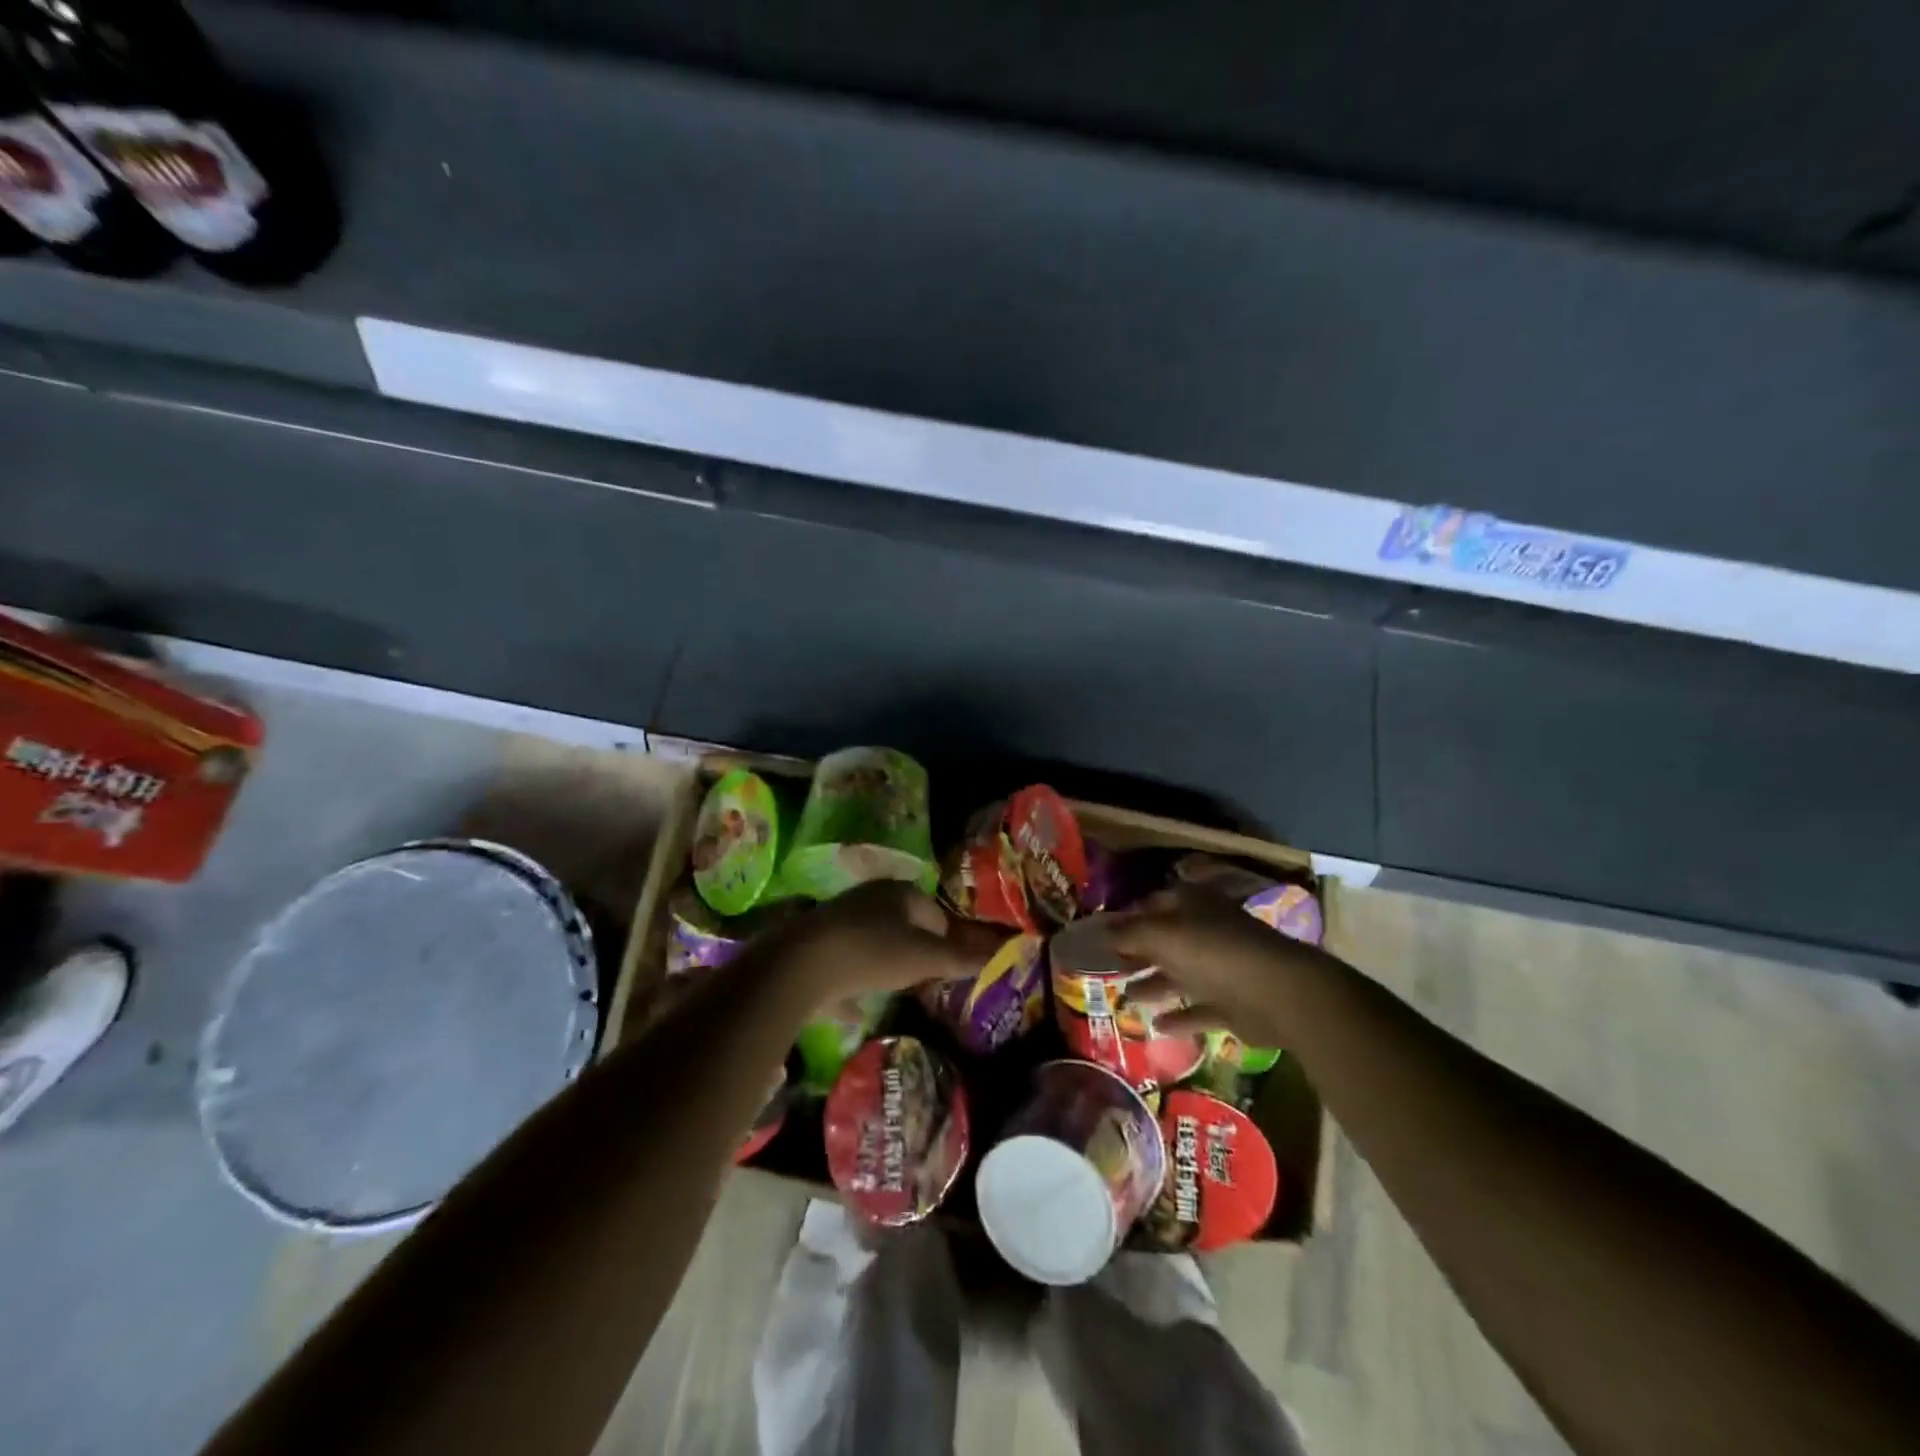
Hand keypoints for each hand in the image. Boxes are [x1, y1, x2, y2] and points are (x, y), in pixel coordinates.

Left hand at [776, 880, 1001, 1004]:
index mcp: (900, 893)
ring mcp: (840, 918)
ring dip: (886, 962)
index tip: (952, 968)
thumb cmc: (872, 952)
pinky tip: (855, 1007)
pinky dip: (853, 982)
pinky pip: (845, 962)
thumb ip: (961, 958)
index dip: (949, 940)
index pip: (936, 913)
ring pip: (874, 940)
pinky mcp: (816, 943)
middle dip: (917, 949)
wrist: (801, 964)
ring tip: (895, 989)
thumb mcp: (924, 958)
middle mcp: (870, 897)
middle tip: (927, 980)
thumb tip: (1000, 952)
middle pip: (904, 923)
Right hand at [1107, 884, 1332, 1048]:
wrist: (1277, 994)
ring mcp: (1222, 969)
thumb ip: (1129, 933)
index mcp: (1193, 906)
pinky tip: (1156, 1026)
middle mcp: (1207, 932)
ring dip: (1154, 985)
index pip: (1155, 903)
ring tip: (1124, 997)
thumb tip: (1101, 931)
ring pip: (1181, 975)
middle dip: (1138, 953)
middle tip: (1107, 966)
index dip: (1128, 916)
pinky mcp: (1234, 1004)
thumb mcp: (1162, 935)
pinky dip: (1179, 1017)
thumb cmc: (1214, 952)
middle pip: (1166, 941)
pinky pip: (1199, 1009)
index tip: (1102, 933)